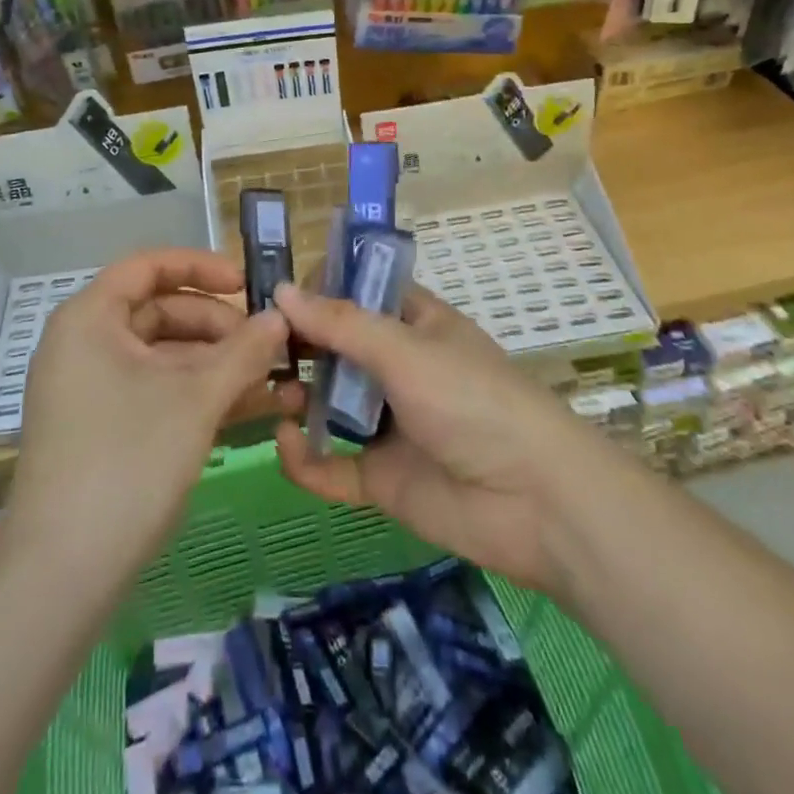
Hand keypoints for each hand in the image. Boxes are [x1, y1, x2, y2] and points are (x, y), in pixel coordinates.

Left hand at [0, 248, 284, 597]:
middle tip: (268, 346)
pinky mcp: (103, 430)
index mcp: (90, 318)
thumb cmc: (128, 461)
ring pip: (163, 359)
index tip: (246, 284)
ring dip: (217, 367)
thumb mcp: (195, 399)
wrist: (62, 574)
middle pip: (160, 312)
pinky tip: (249, 409)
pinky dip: (198, 396)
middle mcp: (85, 344)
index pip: (147, 267)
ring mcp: (91, 390)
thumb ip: (243, 351)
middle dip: (218, 327)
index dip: (200, 267)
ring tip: (275, 382)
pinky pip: (156, 394)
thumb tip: (281, 317)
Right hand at [273, 281, 582, 592]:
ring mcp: (390, 424)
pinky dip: (306, 459)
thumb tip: (281, 290)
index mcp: (414, 324)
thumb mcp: (406, 350)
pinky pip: (333, 465)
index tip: (274, 295)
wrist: (538, 504)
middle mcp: (398, 368)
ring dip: (297, 396)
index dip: (319, 290)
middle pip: (337, 348)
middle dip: (298, 345)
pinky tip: (286, 444)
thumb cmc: (474, 402)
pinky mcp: (383, 478)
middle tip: (255, 346)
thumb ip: (341, 324)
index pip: (358, 293)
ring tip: (270, 392)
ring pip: (329, 404)